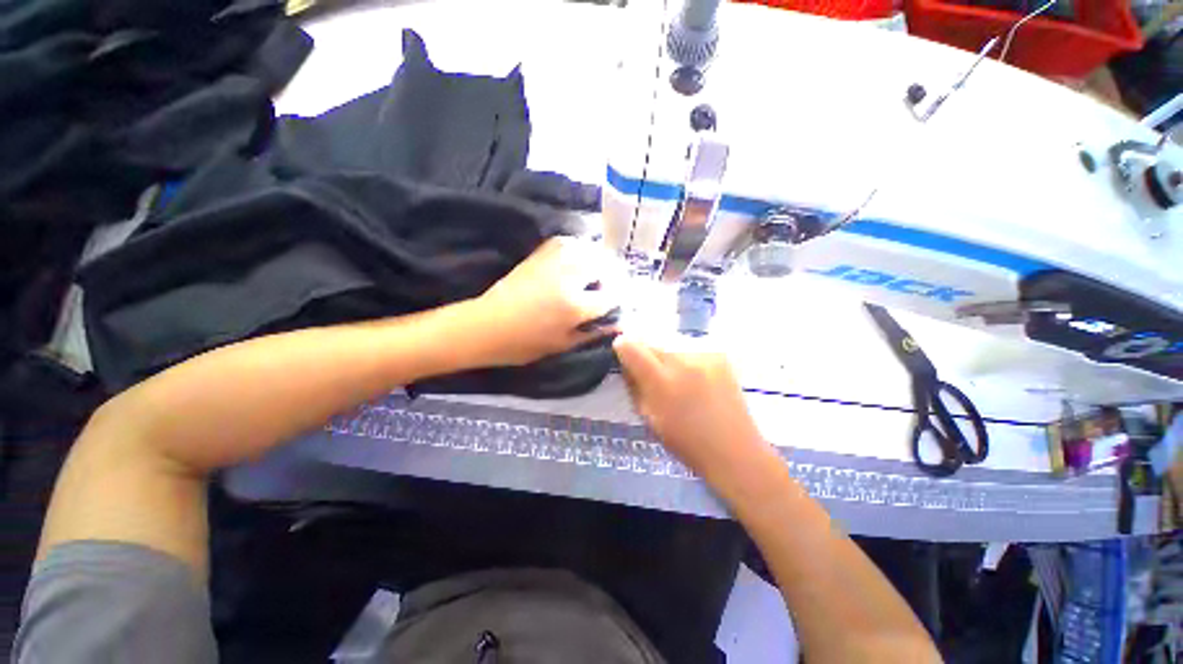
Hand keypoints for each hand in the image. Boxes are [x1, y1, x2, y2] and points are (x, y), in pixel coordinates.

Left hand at [474, 237, 621, 365]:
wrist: (485, 326)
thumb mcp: (562, 345)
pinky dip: (578, 248)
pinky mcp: (539, 254)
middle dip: (613, 276)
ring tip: (597, 273)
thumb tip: (617, 324)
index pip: (611, 296)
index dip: (620, 299)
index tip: (622, 303)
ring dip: (598, 259)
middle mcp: (568, 278)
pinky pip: (567, 242)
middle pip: (604, 266)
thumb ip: (592, 332)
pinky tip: (578, 259)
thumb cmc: (524, 344)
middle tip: (610, 287)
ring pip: (588, 249)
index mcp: (575, 306)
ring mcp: (552, 261)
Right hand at [613, 335, 772, 484]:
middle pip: (651, 341)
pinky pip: (691, 348)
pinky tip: (697, 379)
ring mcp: (704, 353)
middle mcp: (682, 359)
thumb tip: (626, 363)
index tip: (623, 356)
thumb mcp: (647, 417)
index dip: (623, 348)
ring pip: (670, 344)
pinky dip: (687, 360)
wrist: (734, 449)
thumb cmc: (685, 441)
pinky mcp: (719, 353)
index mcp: (661, 380)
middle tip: (652, 375)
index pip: (630, 345)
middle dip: (645, 355)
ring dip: (667, 357)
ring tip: (678, 379)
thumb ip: (633, 385)